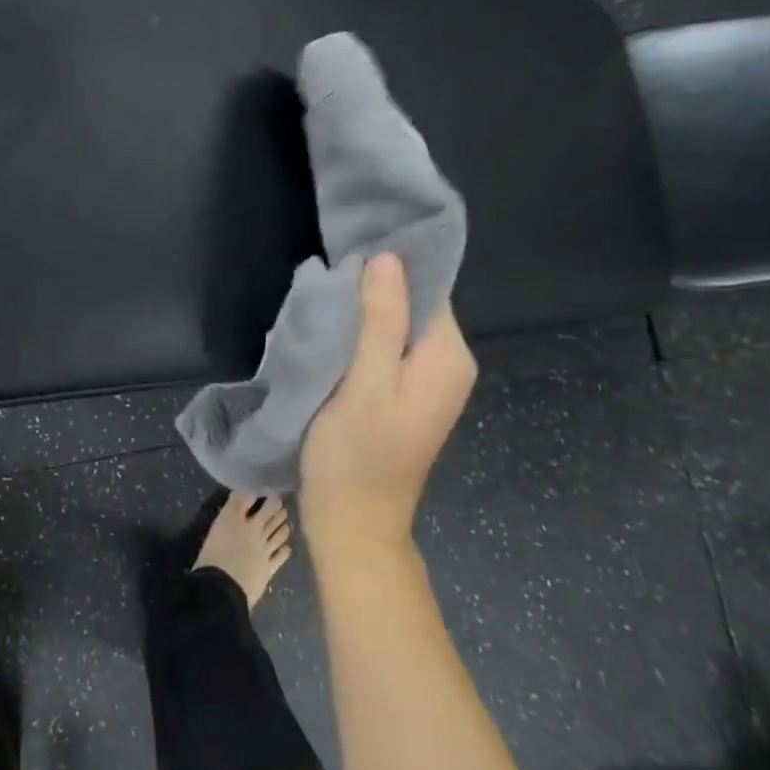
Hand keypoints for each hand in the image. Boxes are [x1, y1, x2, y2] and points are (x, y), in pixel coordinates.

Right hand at [300, 253, 476, 556]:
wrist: (353, 523)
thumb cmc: (357, 454)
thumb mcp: (364, 384)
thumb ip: (380, 321)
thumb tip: (388, 258)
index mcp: (447, 358)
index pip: (428, 289)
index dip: (392, 266)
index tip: (350, 246)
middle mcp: (446, 365)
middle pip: (413, 305)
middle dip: (373, 286)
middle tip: (327, 273)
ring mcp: (425, 382)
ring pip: (395, 326)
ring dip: (362, 311)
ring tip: (322, 297)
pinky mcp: (401, 395)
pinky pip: (385, 348)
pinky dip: (360, 335)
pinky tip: (329, 331)